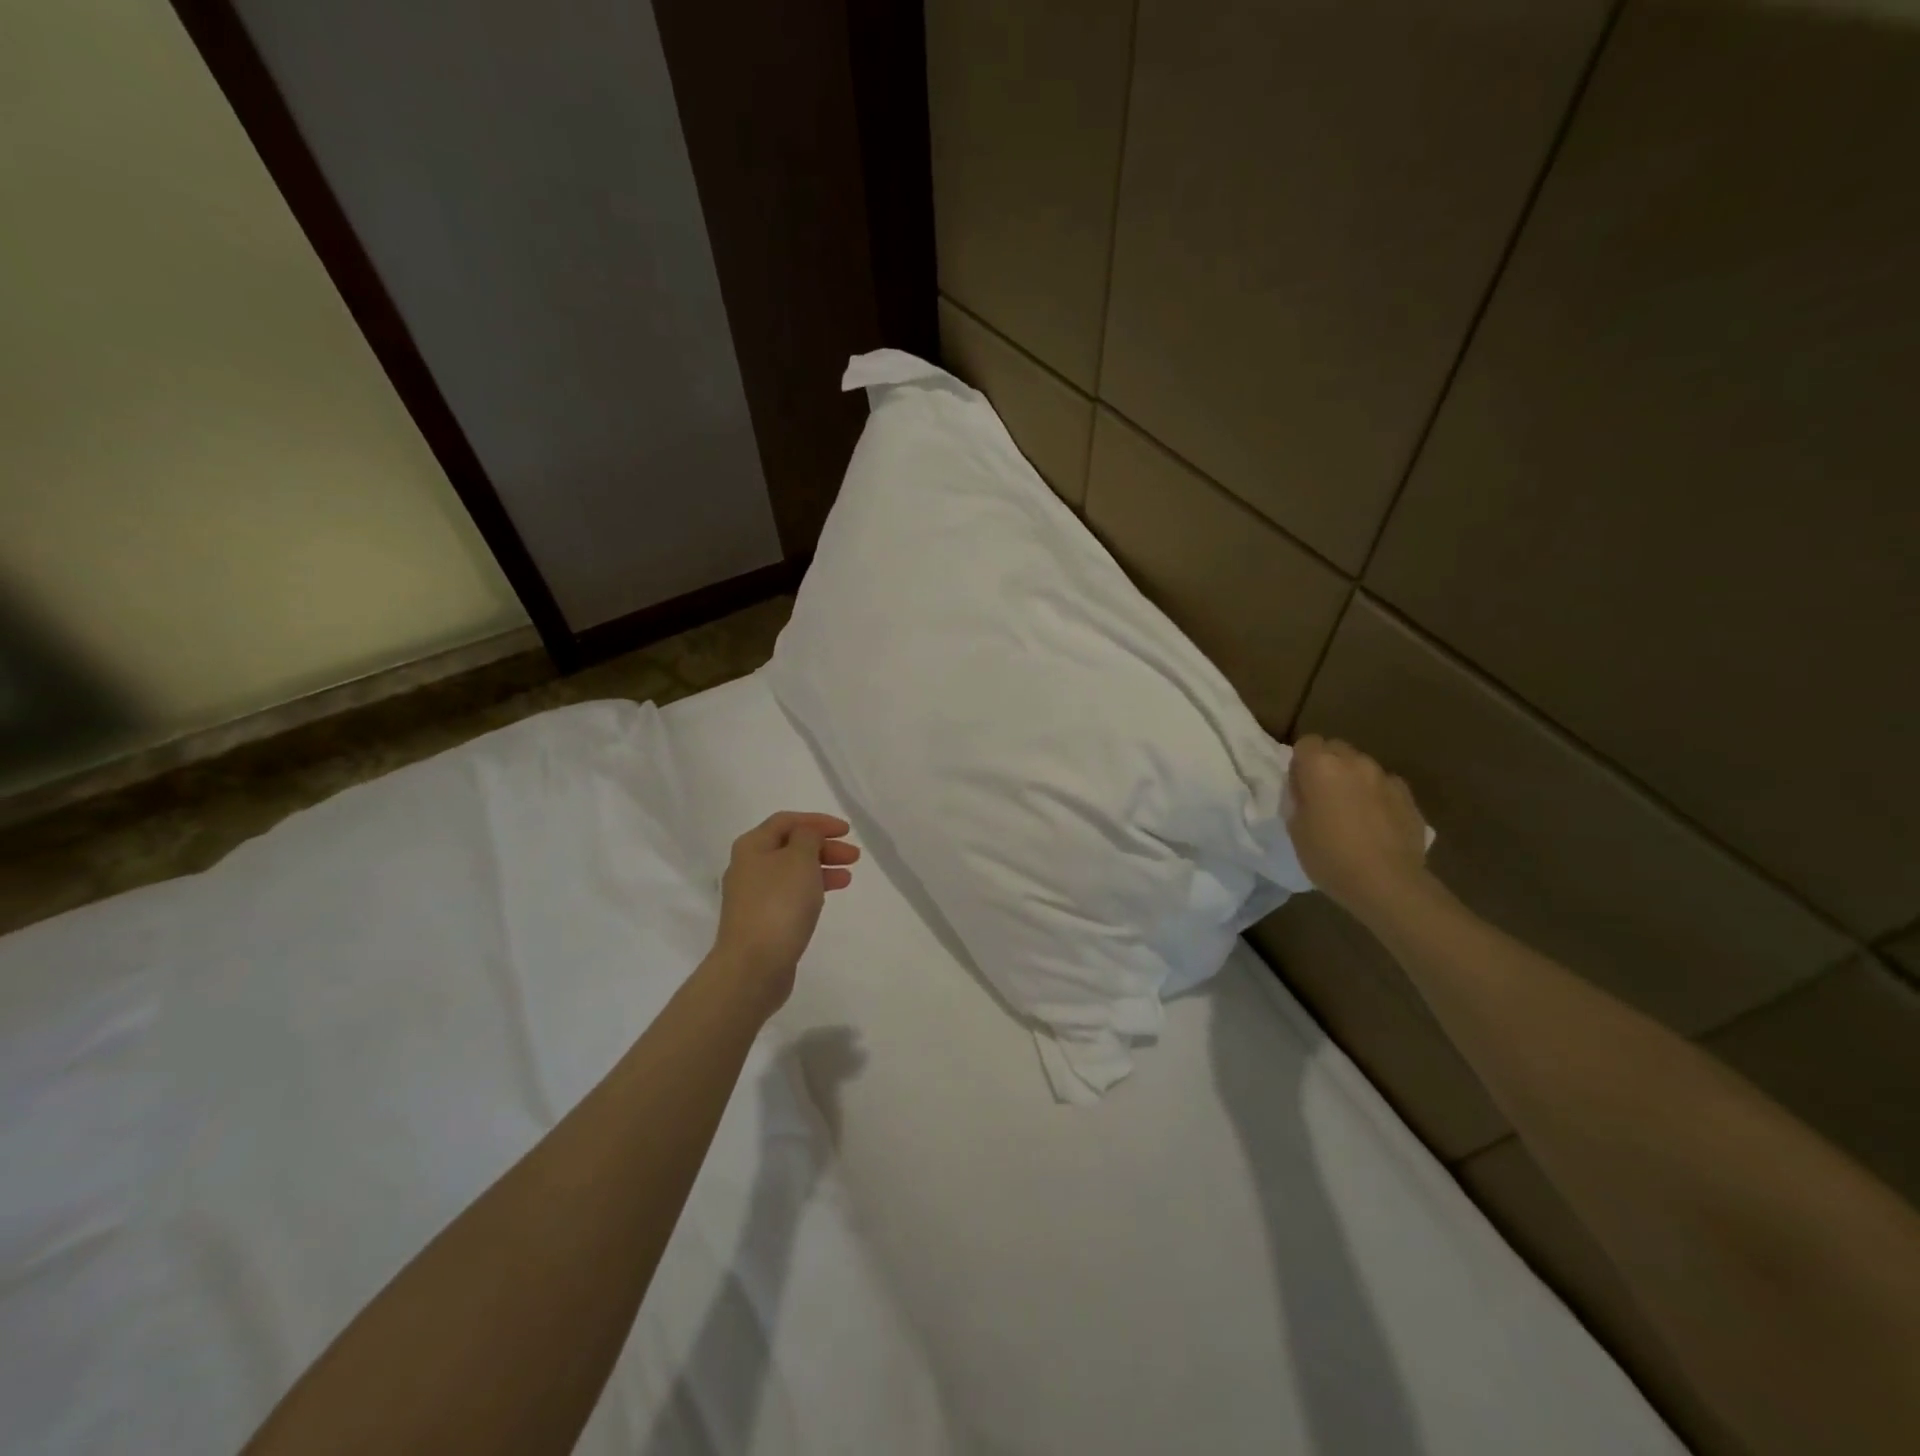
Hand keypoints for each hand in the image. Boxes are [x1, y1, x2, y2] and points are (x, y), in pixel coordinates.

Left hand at [711, 812, 859, 1016]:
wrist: (753, 966)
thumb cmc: (779, 904)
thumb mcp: (800, 859)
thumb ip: (808, 837)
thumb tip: (806, 835)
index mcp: (752, 846)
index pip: (787, 821)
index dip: (818, 821)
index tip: (847, 830)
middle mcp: (747, 867)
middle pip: (790, 846)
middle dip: (823, 846)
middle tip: (854, 856)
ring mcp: (752, 896)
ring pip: (792, 872)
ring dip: (821, 868)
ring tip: (848, 877)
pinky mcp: (760, 921)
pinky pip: (789, 895)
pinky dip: (811, 890)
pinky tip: (826, 898)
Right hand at [1287, 735, 1430, 924]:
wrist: (1387, 883)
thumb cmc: (1330, 856)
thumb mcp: (1295, 828)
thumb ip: (1298, 798)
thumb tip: (1304, 788)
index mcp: (1321, 767)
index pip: (1307, 743)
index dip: (1301, 762)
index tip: (1300, 785)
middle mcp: (1354, 763)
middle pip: (1336, 748)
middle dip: (1328, 764)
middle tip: (1323, 795)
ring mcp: (1385, 777)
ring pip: (1362, 766)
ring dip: (1353, 779)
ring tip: (1352, 810)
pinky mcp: (1408, 796)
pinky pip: (1385, 785)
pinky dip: (1377, 795)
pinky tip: (1376, 822)